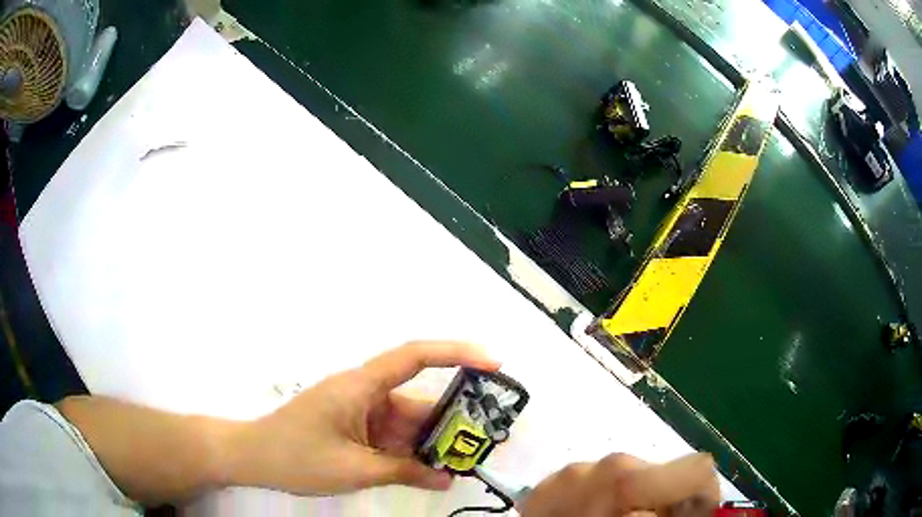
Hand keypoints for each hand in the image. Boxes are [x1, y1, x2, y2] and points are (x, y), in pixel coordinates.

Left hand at [226, 341, 499, 494]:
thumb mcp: (354, 469)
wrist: (253, 458)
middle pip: (417, 401)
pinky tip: (428, 472)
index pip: (415, 356)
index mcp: (361, 386)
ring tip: (459, 465)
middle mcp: (364, 392)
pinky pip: (392, 437)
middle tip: (482, 443)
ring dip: (430, 444)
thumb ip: (404, 472)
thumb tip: (447, 478)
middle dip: (450, 422)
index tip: (493, 364)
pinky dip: (410, 453)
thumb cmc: (296, 456)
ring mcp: (360, 411)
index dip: (457, 353)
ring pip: (407, 423)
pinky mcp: (355, 427)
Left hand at [518, 453, 719, 516]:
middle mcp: (599, 469)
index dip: (703, 497)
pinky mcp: (548, 482)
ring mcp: (568, 473)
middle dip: (667, 499)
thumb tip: (704, 506)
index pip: (698, 469)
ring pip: (630, 475)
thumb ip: (677, 515)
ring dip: (635, 499)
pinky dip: (604, 499)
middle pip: (662, 472)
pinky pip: (595, 480)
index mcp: (626, 487)